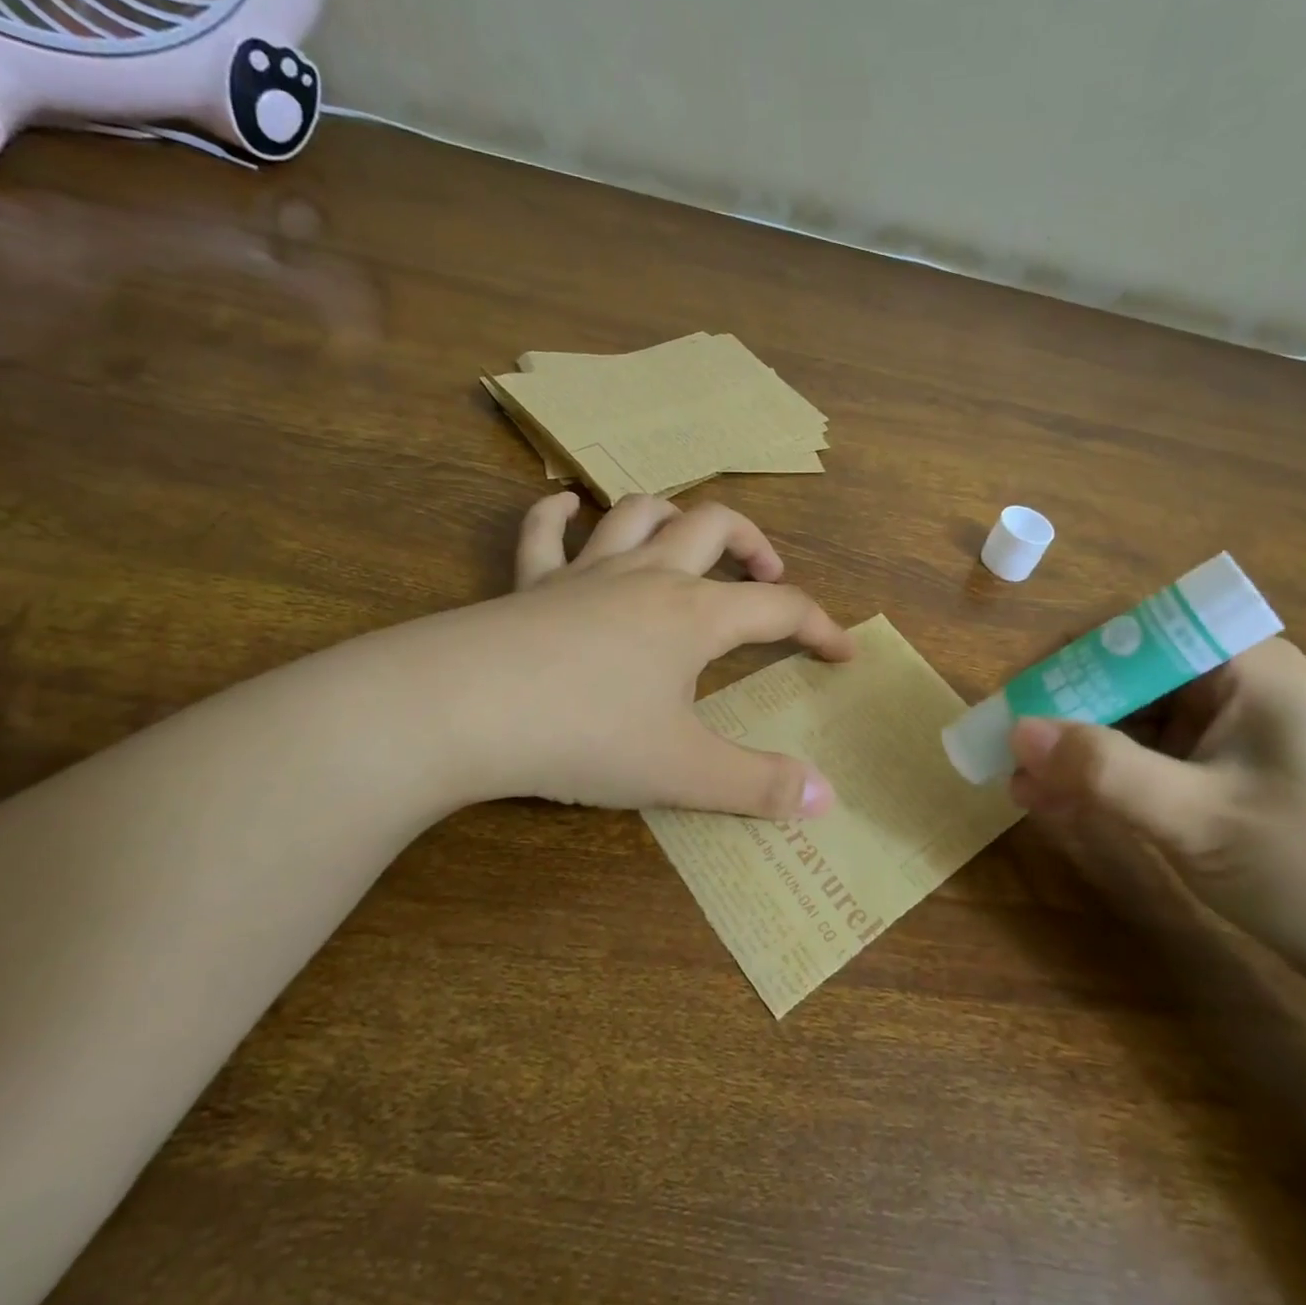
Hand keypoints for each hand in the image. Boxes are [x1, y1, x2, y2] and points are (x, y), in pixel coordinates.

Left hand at [389, 493, 853, 817]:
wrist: (463, 709)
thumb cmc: (586, 734)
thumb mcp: (683, 771)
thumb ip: (759, 785)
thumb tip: (827, 799)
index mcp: (695, 615)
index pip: (779, 606)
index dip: (819, 626)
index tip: (842, 651)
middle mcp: (649, 576)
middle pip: (715, 525)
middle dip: (753, 542)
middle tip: (767, 571)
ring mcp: (586, 572)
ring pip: (640, 513)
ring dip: (673, 515)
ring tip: (687, 540)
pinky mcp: (530, 583)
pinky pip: (543, 532)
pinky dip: (557, 514)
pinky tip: (565, 508)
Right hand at [1007, 638, 1305, 1013]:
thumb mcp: (1202, 821)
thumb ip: (1103, 770)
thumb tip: (1015, 730)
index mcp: (1239, 666)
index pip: (1127, 633)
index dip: (1062, 662)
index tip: (1014, 707)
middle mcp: (1235, 688)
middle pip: (1125, 680)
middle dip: (1062, 719)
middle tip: (1008, 761)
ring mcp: (1238, 738)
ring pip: (1135, 728)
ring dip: (1079, 757)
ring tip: (1023, 794)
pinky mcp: (1238, 784)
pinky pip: (1157, 768)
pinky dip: (1111, 786)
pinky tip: (1066, 811)